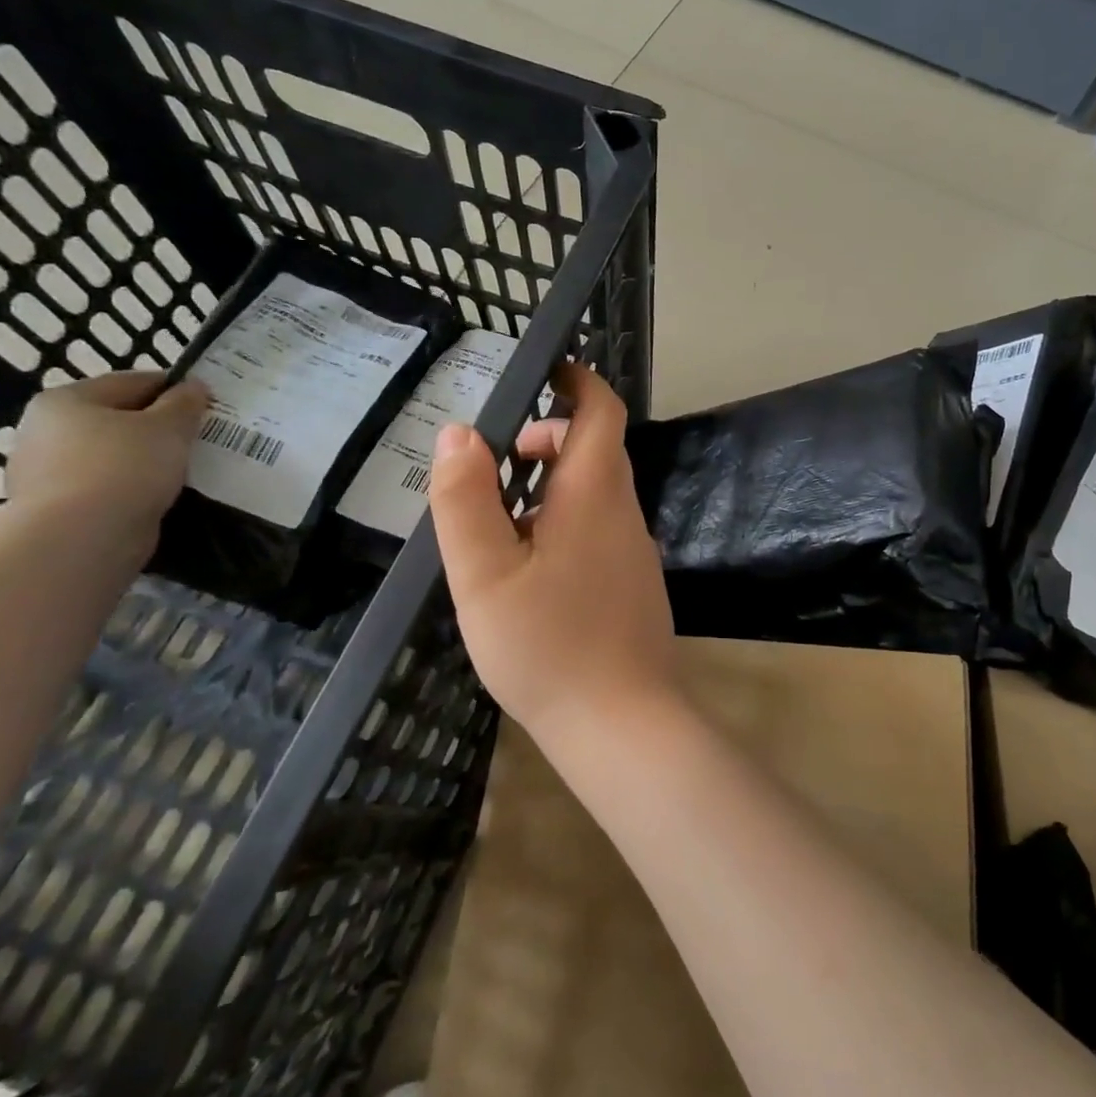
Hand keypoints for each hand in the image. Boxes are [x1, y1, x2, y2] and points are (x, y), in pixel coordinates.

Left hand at [5, 372, 209, 554]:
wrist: (80, 538)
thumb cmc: (124, 468)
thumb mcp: (168, 427)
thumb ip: (185, 404)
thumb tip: (194, 386)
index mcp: (67, 400)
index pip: (132, 383)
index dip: (175, 389)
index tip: (209, 404)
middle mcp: (46, 430)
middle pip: (117, 419)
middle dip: (158, 427)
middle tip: (199, 439)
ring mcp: (45, 471)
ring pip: (113, 455)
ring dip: (147, 459)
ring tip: (186, 470)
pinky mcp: (57, 508)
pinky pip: (107, 487)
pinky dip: (134, 488)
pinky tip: (160, 496)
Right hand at [430, 363, 675, 737]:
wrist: (621, 723)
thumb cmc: (547, 645)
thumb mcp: (484, 573)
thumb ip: (465, 499)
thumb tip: (460, 432)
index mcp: (594, 494)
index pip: (601, 410)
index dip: (577, 382)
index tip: (541, 374)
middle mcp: (624, 512)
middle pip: (596, 449)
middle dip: (549, 438)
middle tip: (497, 464)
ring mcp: (635, 550)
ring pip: (596, 492)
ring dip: (552, 485)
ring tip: (500, 523)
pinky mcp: (634, 583)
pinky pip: (600, 529)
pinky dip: (565, 522)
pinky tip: (530, 569)